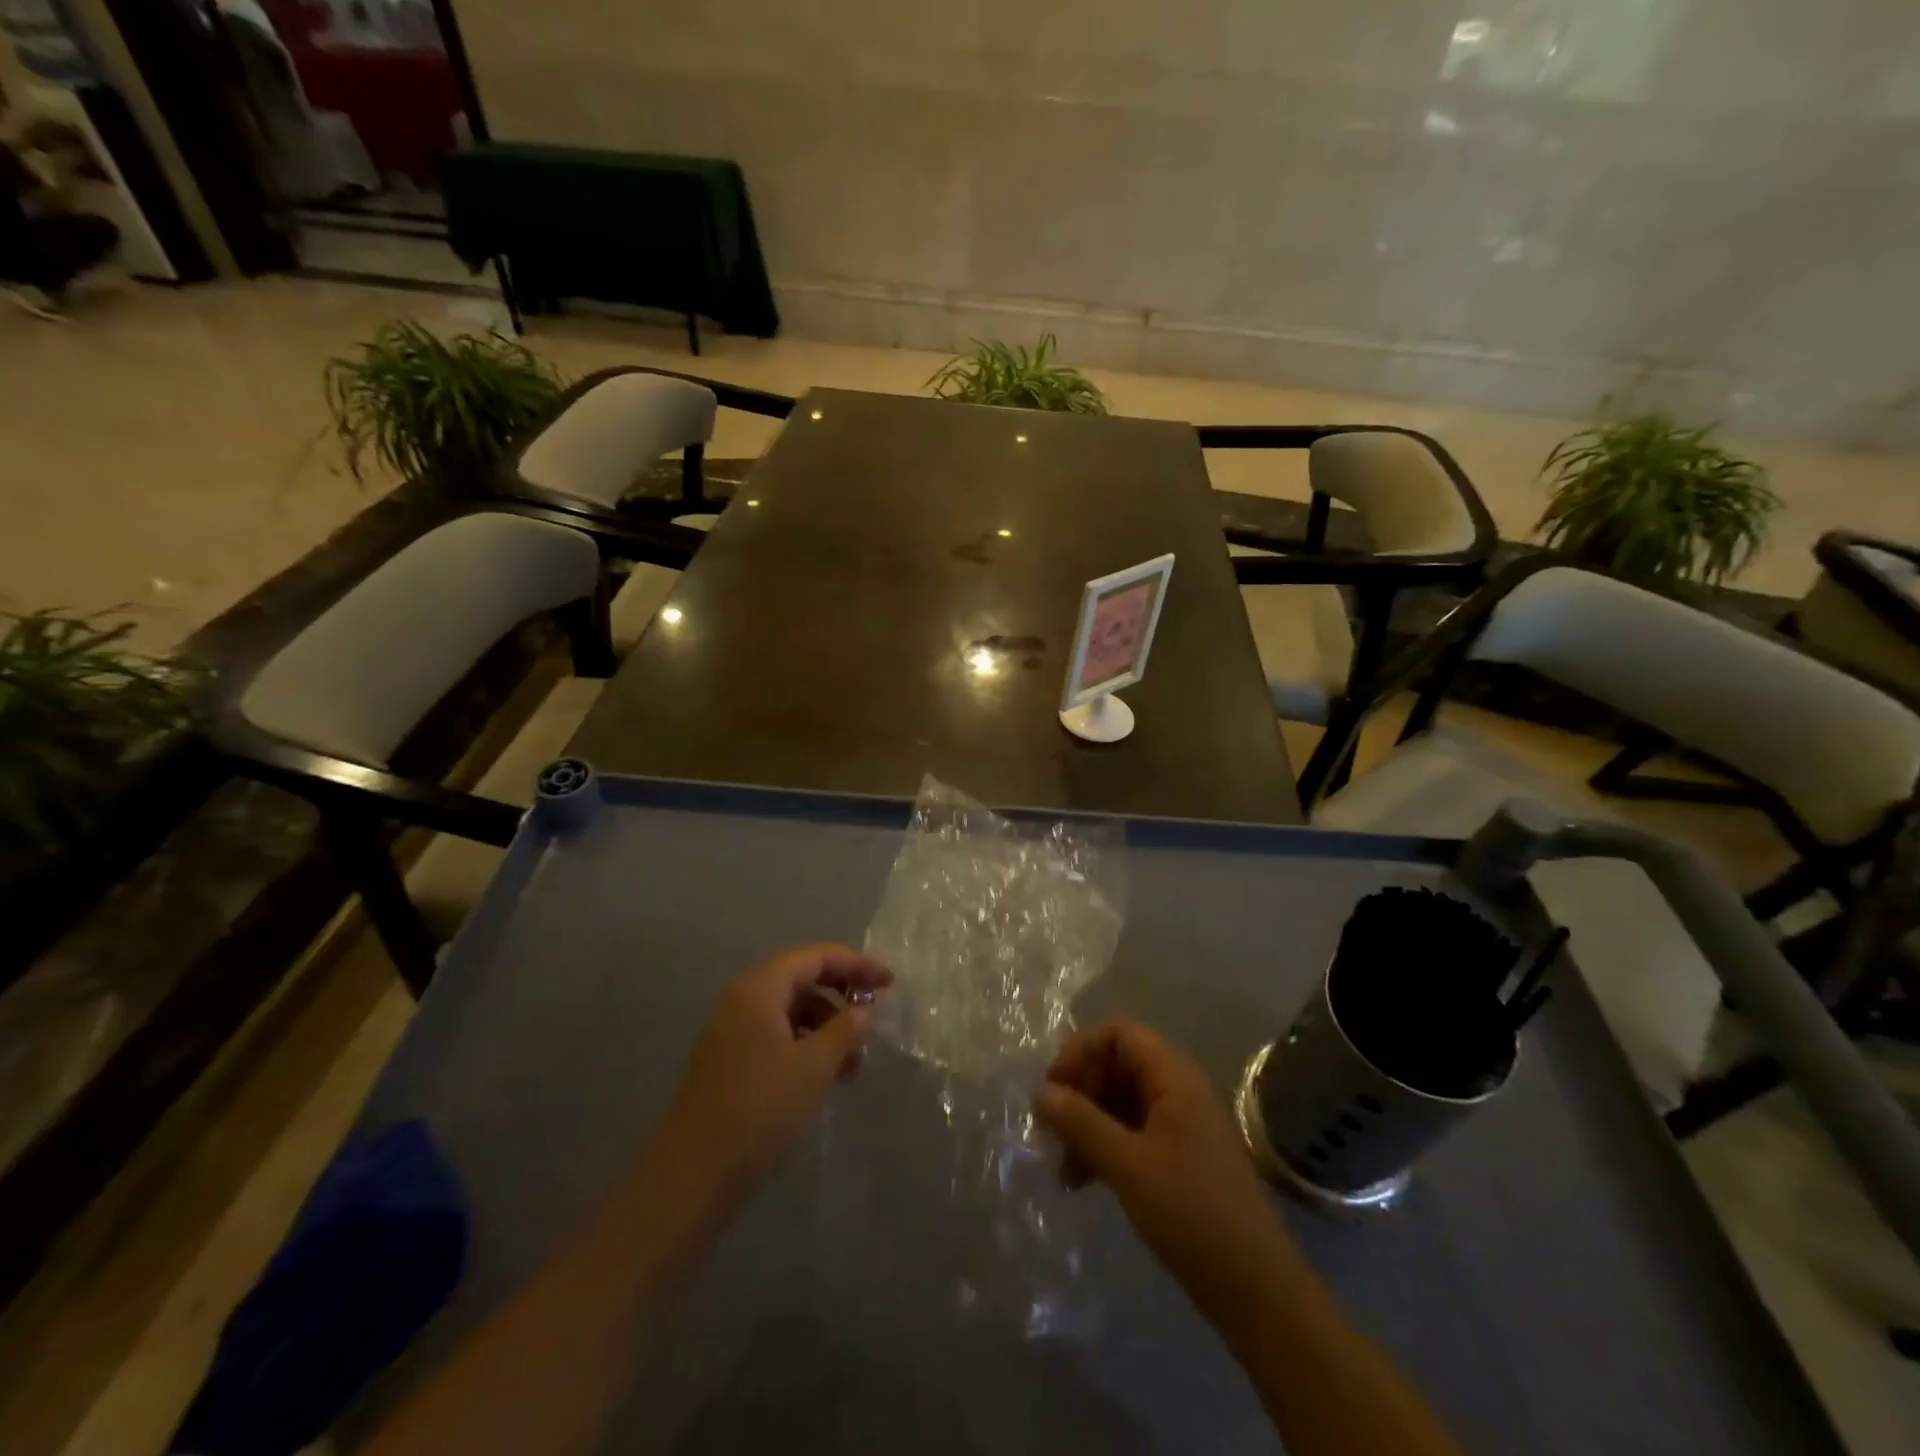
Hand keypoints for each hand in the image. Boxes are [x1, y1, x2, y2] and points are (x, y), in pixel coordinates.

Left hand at [655, 945, 892, 1204]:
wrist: (695, 1175)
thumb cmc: (761, 1109)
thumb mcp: (814, 1066)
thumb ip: (845, 1030)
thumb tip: (862, 1011)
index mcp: (760, 988)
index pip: (816, 957)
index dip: (857, 964)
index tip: (891, 982)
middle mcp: (744, 1000)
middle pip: (803, 980)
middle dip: (842, 998)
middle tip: (874, 1022)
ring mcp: (734, 1032)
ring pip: (792, 1012)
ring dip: (827, 1029)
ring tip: (853, 1066)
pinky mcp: (732, 1062)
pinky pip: (778, 1037)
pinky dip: (807, 1048)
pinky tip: (825, 1078)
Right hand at [1035, 1018, 1296, 1318]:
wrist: (1255, 1289)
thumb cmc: (1191, 1213)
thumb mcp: (1128, 1165)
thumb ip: (1081, 1123)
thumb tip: (1040, 1092)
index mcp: (1172, 1076)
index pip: (1118, 1033)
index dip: (1081, 1050)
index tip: (1053, 1087)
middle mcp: (1175, 1090)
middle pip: (1115, 1066)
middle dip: (1079, 1092)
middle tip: (1049, 1130)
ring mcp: (1177, 1125)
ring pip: (1118, 1102)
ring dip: (1086, 1125)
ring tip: (1061, 1167)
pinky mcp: (1175, 1158)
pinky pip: (1129, 1133)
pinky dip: (1102, 1148)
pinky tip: (1080, 1183)